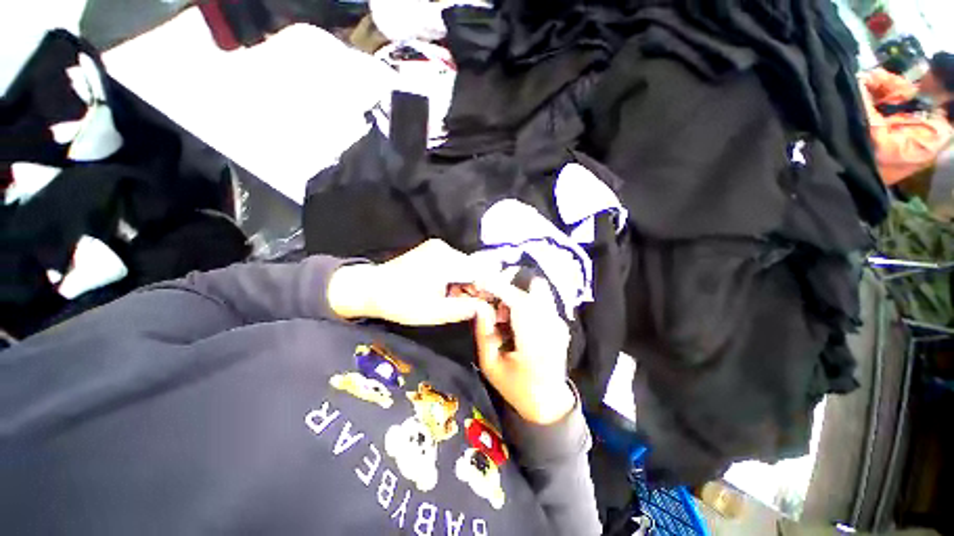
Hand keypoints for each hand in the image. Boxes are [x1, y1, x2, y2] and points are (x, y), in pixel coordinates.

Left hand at [327, 240, 489, 325]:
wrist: (370, 288)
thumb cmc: (401, 303)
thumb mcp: (434, 312)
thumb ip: (464, 309)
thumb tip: (487, 308)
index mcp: (445, 261)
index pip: (479, 272)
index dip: (489, 288)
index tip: (491, 304)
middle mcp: (445, 248)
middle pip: (473, 267)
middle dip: (477, 286)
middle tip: (474, 306)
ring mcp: (438, 247)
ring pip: (465, 265)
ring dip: (467, 282)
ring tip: (459, 299)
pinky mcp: (433, 249)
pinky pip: (455, 263)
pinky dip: (457, 277)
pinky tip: (450, 290)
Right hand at [473, 277, 574, 424]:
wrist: (549, 403)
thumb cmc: (516, 388)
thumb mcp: (490, 366)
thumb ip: (483, 333)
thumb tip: (479, 305)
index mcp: (535, 343)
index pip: (520, 303)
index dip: (499, 287)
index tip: (480, 281)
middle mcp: (552, 327)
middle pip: (535, 287)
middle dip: (510, 284)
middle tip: (491, 297)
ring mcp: (558, 323)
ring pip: (537, 291)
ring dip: (516, 293)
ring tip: (500, 313)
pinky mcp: (558, 322)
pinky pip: (539, 300)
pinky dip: (523, 300)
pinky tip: (511, 319)